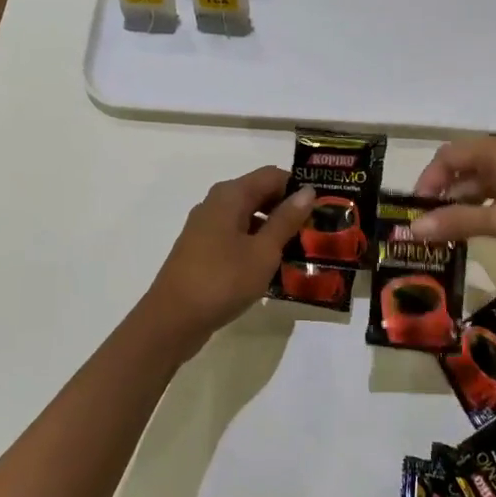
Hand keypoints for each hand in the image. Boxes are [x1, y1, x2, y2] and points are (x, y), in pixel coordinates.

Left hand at [139, 166, 314, 356]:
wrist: (171, 321)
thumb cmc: (222, 280)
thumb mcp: (263, 251)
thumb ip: (286, 220)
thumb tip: (307, 192)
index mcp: (230, 195)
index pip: (272, 175)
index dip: (298, 187)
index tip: (323, 206)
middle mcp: (216, 204)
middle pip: (259, 194)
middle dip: (288, 210)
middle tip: (317, 231)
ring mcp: (206, 228)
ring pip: (249, 218)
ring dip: (274, 230)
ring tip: (302, 251)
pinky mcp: (203, 250)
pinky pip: (237, 237)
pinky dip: (257, 246)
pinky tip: (274, 268)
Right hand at [410, 136, 495, 273]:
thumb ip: (458, 222)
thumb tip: (413, 229)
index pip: (450, 155)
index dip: (428, 179)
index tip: (415, 211)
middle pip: (467, 169)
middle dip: (443, 194)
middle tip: (426, 227)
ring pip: (486, 186)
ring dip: (464, 207)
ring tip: (446, 236)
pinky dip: (486, 214)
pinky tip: (480, 235)